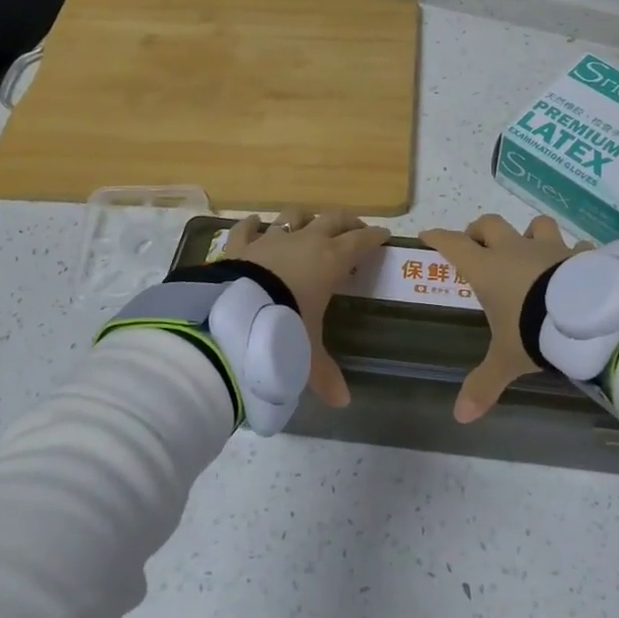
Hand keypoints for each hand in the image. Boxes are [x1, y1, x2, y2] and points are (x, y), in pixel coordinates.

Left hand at [223, 208, 390, 408]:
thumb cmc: (284, 327)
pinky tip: (255, 223)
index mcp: (331, 261)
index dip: (374, 237)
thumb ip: (324, 375)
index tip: (384, 235)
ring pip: (294, 215)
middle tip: (355, 228)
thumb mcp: (308, 353)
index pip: (360, 242)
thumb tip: (342, 402)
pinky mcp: (241, 244)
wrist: (235, 314)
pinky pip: (248, 227)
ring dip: (306, 216)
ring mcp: (271, 239)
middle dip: (348, 221)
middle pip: (333, 219)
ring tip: (310, 221)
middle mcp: (305, 241)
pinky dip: (253, 224)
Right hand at [420, 214, 589, 422]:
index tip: (428, 234)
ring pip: (536, 225)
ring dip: (529, 232)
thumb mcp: (506, 359)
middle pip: (491, 225)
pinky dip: (574, 254)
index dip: (439, 238)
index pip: (455, 245)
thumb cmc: (534, 330)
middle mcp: (516, 250)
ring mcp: (550, 248)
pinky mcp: (581, 254)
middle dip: (479, 230)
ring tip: (529, 246)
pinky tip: (577, 264)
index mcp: (488, 269)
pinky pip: (577, 247)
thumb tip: (460, 416)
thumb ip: (484, 383)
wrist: (586, 317)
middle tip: (476, 243)